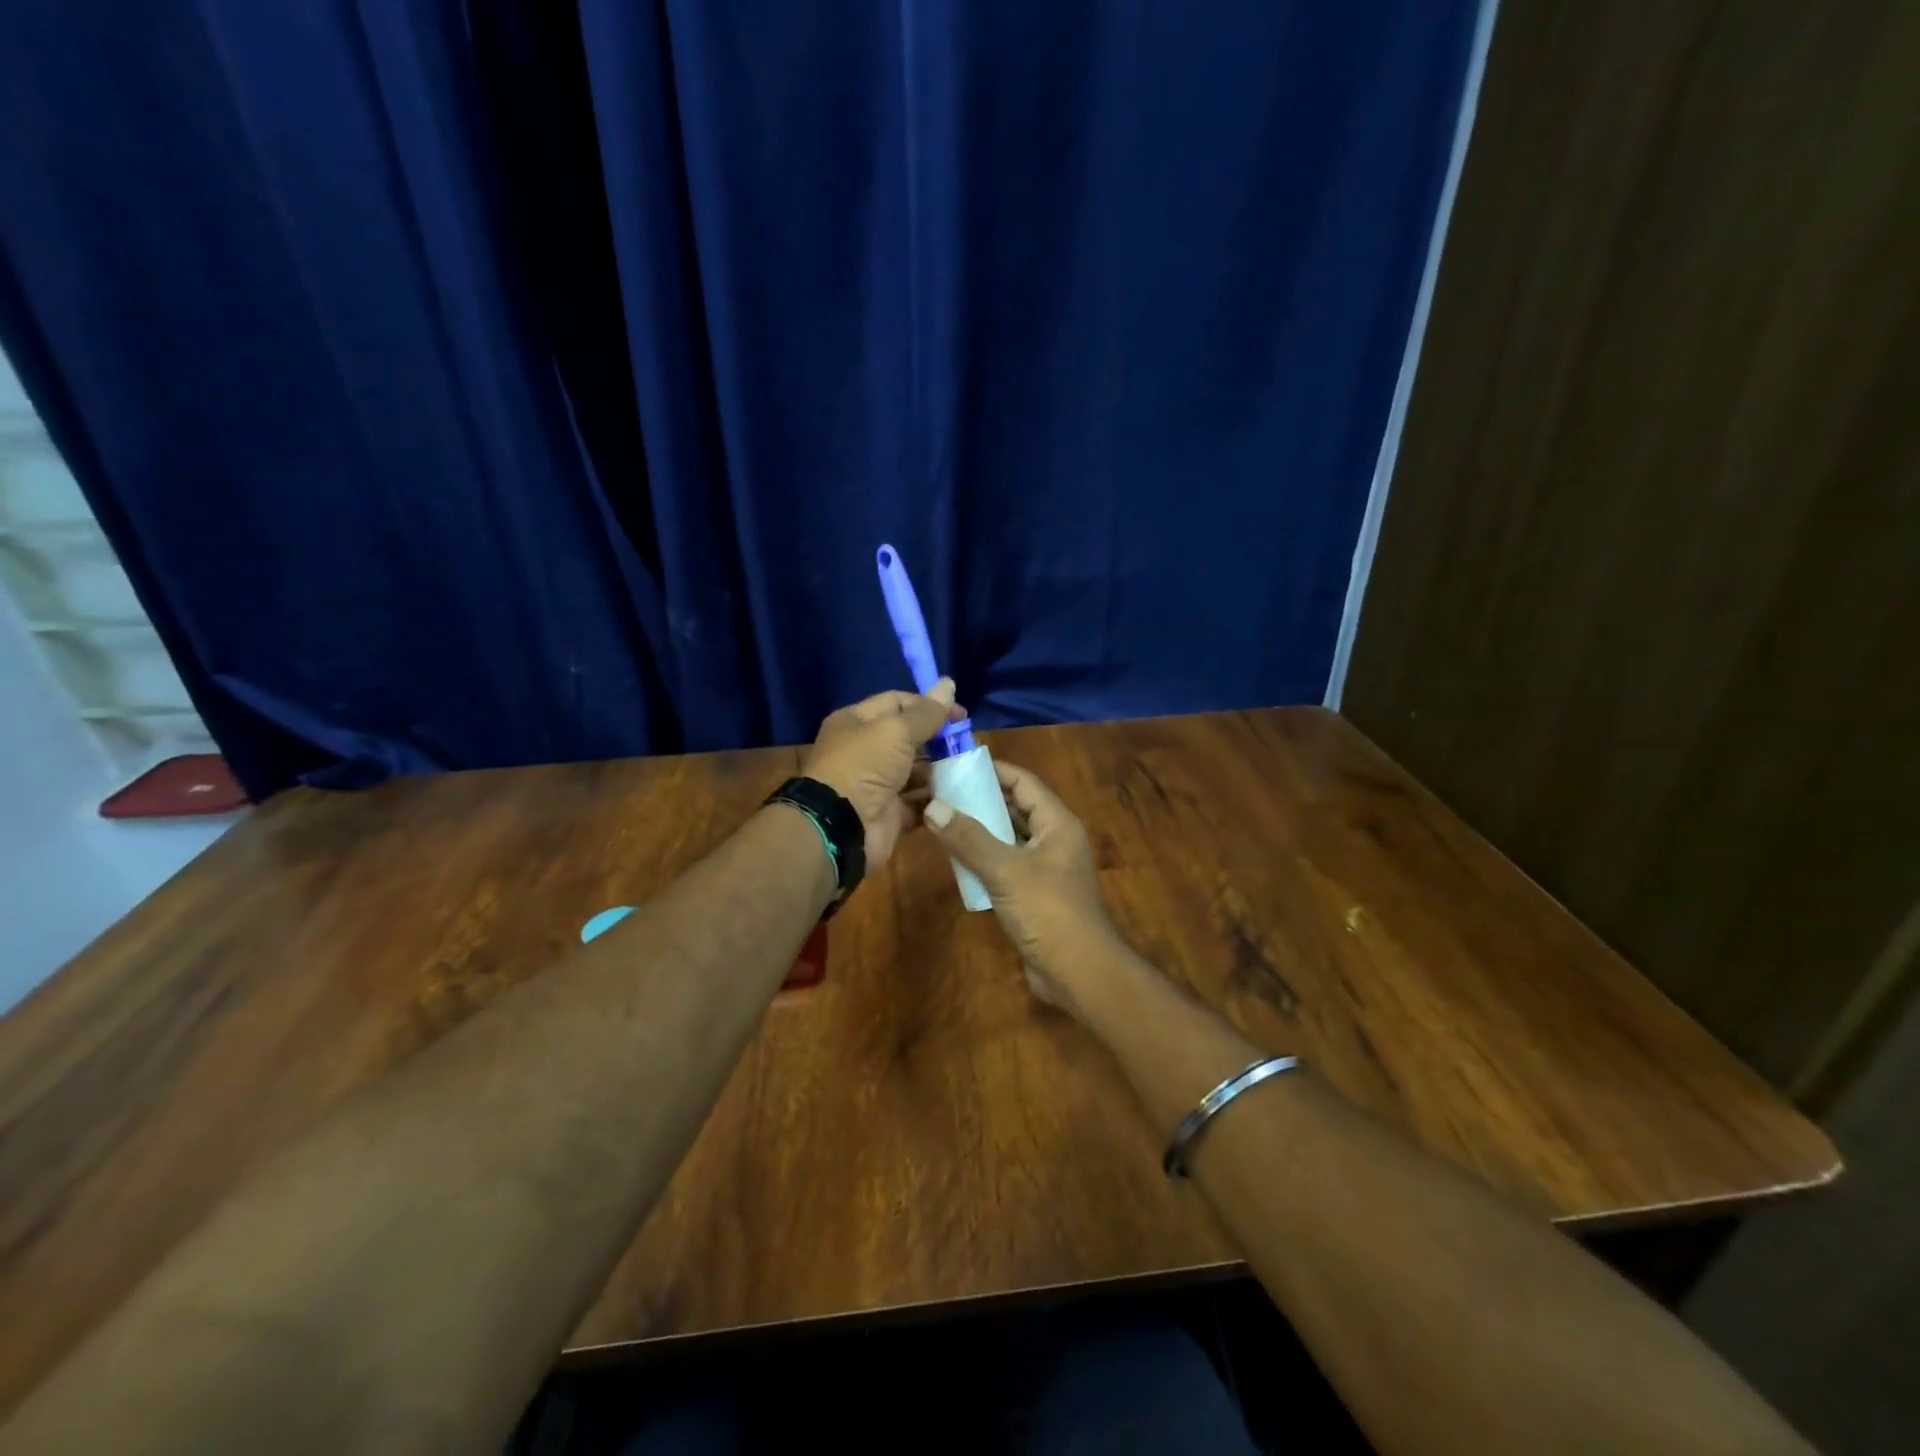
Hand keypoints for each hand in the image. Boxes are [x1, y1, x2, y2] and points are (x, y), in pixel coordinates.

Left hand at [801, 679, 965, 869]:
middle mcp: (864, 751)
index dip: (928, 705)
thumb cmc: (864, 765)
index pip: (896, 703)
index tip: (960, 715)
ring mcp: (876, 785)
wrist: (841, 826)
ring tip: (969, 769)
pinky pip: (918, 803)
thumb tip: (949, 683)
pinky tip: (960, 795)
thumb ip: (926, 712)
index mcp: (856, 723)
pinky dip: (937, 800)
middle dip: (937, 740)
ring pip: (915, 772)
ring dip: (941, 770)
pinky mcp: (889, 814)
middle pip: (907, 738)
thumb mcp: (896, 730)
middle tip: (968, 743)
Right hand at [922, 759, 1123, 1015]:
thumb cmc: (1049, 913)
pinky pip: (1008, 865)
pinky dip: (985, 859)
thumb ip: (969, 838)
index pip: (1024, 782)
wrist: (1080, 973)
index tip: (956, 764)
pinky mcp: (1037, 894)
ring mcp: (1047, 868)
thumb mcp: (1006, 871)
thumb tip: (933, 806)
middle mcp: (1055, 840)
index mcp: (1058, 824)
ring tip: (943, 820)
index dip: (993, 770)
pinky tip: (958, 861)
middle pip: (1016, 807)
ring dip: (981, 830)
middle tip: (941, 792)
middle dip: (981, 799)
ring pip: (1010, 837)